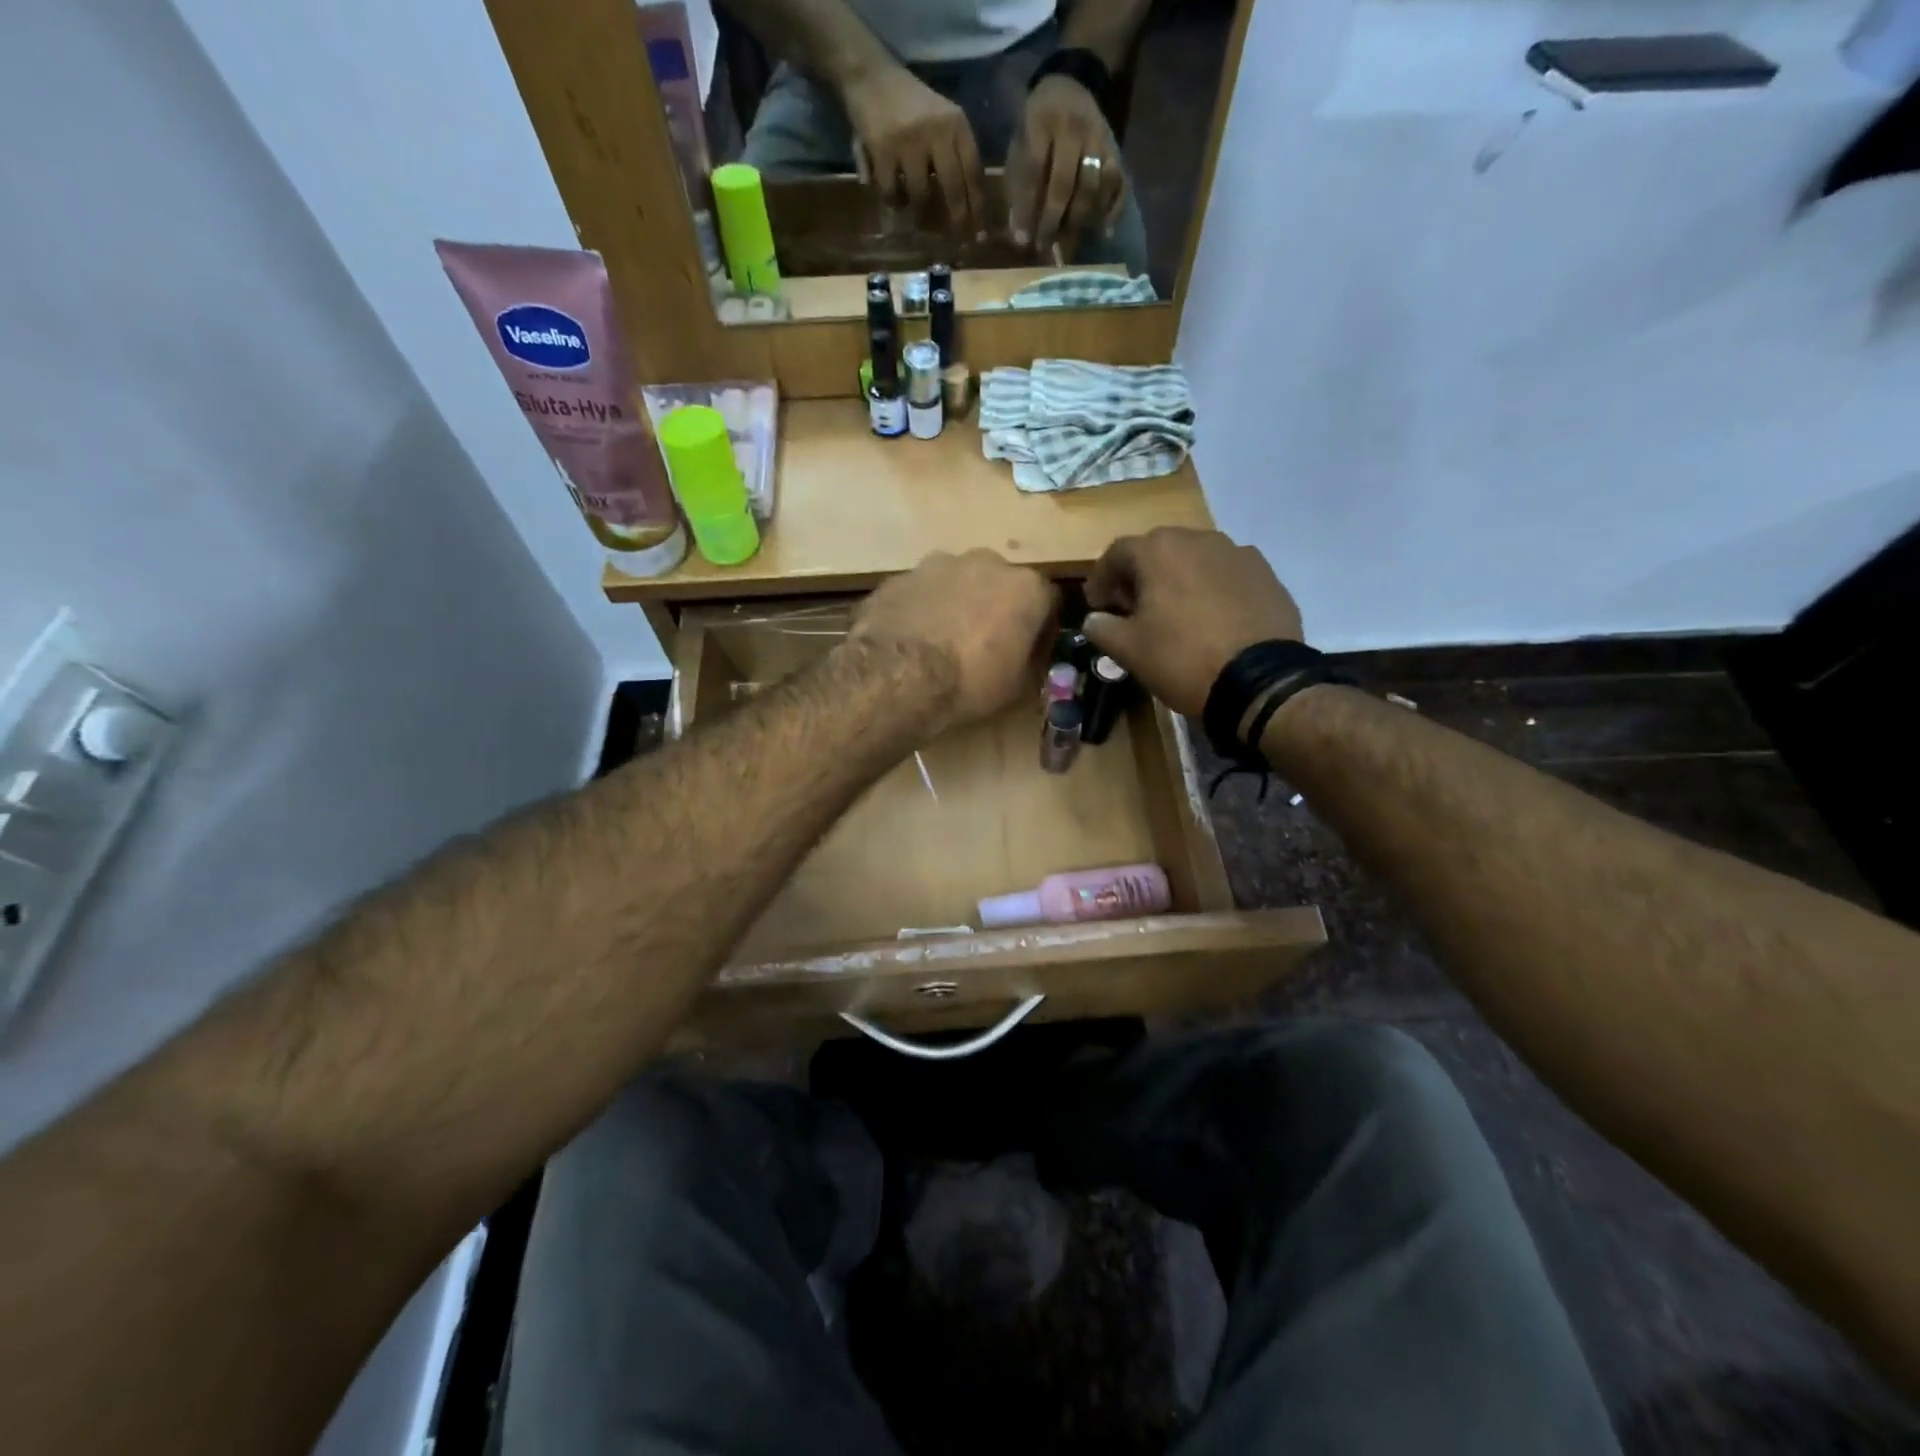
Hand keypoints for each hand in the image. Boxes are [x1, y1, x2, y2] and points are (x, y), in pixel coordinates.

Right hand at [842, 65, 986, 234]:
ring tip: (914, 217)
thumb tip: (971, 209)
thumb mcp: (942, 121)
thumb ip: (956, 156)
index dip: (978, 207)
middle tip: (958, 242)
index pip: (974, 172)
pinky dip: (892, 201)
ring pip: (921, 195)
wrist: (870, 75)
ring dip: (918, 212)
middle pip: (953, 188)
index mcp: (956, 124)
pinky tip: (892, 199)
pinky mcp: (883, 150)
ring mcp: (910, 141)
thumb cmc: (911, 106)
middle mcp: (937, 131)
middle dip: (957, 220)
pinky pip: (892, 193)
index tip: (982, 235)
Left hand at [849, 549, 1055, 731]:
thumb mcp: (1017, 690)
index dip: (1039, 631)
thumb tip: (1027, 661)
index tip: (1028, 654)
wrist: (896, 677)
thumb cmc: (969, 684)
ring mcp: (937, 564)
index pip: (1047, 603)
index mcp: (1026, 588)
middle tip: (982, 647)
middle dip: (994, 609)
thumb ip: (1030, 665)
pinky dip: (920, 611)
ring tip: (940, 645)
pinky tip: (910, 642)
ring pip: (955, 584)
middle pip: (998, 585)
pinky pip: (920, 594)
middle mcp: (986, 562)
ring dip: (955, 606)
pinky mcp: (899, 577)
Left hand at [1006, 75, 1126, 254]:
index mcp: (1042, 121)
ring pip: (1092, 189)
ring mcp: (1099, 139)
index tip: (1021, 239)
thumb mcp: (1020, 143)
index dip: (1027, 208)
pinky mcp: (1116, 150)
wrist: (1070, 85)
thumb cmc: (1037, 124)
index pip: (1034, 172)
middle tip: (1043, 247)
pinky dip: (1112, 210)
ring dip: (1078, 221)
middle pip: (1065, 185)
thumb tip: (1019, 232)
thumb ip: (1019, 184)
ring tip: (1066, 244)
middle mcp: (1074, 129)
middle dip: (1052, 221)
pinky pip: (1119, 184)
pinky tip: (1104, 232)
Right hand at [1083, 528, 1304, 717]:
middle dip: (1139, 575)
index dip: (1101, 578)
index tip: (1096, 604)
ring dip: (1176, 579)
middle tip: (1131, 607)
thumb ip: (1102, 628)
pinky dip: (1210, 589)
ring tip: (1173, 612)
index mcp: (1160, 551)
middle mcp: (1199, 539)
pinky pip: (1225, 575)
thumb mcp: (1128, 650)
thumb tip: (1094, 619)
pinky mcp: (1266, 575)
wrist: (1259, 680)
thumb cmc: (1182, 658)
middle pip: (1158, 550)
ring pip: (1194, 560)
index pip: (1117, 553)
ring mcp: (1237, 554)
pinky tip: (1210, 618)